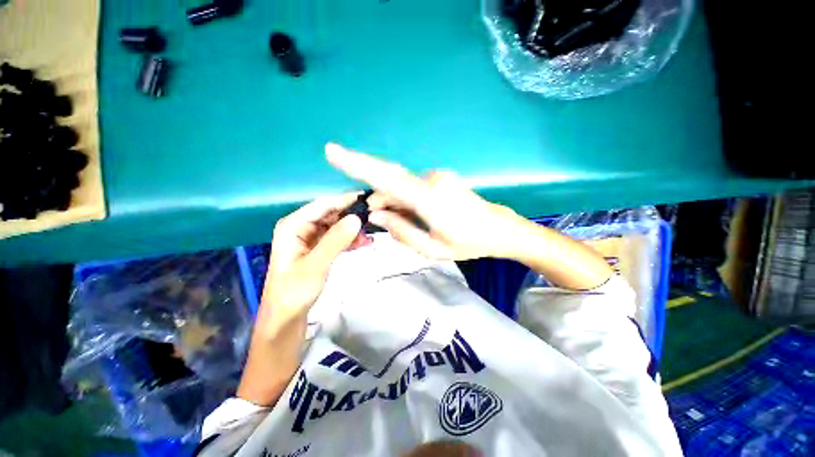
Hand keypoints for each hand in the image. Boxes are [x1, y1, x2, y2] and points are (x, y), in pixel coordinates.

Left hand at [259, 193, 364, 332]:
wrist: (286, 317)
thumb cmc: (294, 292)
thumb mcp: (315, 266)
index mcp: (293, 225)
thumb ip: (335, 241)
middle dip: (352, 216)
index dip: (346, 200)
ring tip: (370, 236)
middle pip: (331, 213)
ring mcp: (311, 237)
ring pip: (337, 225)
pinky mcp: (319, 247)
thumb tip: (357, 218)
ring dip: (353, 229)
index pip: (323, 204)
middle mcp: (301, 226)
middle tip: (375, 219)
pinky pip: (338, 237)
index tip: (370, 199)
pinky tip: (364, 243)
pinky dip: (350, 239)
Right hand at [325, 143, 524, 260]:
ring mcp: (438, 177)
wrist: (498, 228)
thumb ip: (402, 231)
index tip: (333, 152)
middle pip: (391, 181)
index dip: (358, 164)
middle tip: (375, 215)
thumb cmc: (468, 243)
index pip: (387, 178)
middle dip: (377, 195)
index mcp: (430, 200)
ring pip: (402, 186)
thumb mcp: (432, 249)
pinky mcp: (440, 178)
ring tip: (397, 221)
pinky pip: (413, 186)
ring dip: (393, 201)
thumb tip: (377, 215)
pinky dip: (404, 199)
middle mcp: (432, 181)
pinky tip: (411, 214)